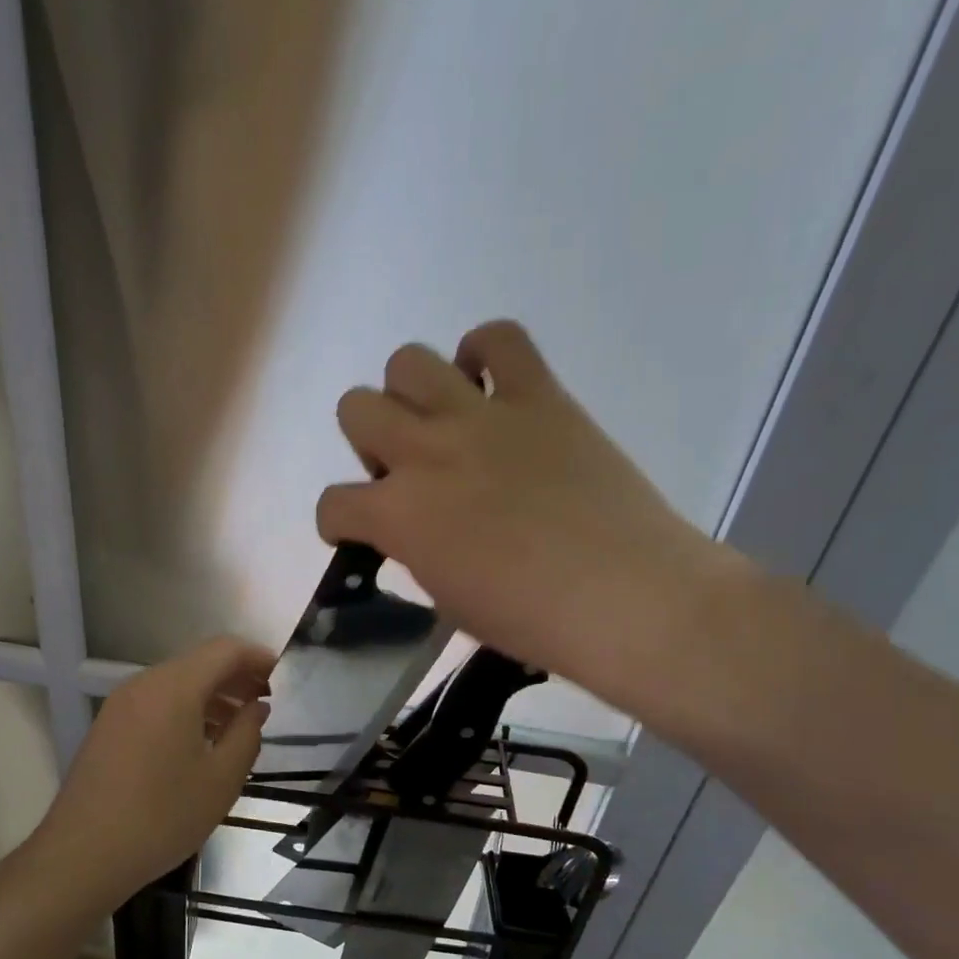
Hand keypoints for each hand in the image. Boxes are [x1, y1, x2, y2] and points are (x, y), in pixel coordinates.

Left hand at [36, 637, 273, 907]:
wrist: (83, 855)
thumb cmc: (162, 817)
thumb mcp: (221, 779)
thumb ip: (247, 733)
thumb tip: (256, 707)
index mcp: (174, 687)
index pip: (225, 650)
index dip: (258, 657)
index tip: (284, 676)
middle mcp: (144, 684)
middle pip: (199, 663)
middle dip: (236, 677)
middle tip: (266, 703)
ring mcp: (121, 704)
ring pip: (177, 683)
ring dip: (212, 695)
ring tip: (239, 726)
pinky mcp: (109, 726)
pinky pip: (157, 702)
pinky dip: (186, 709)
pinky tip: (201, 742)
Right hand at [315, 320, 739, 714]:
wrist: (625, 598)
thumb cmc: (531, 620)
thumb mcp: (447, 600)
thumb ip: (416, 552)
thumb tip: (416, 530)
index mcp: (397, 515)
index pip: (333, 503)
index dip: (339, 521)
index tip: (360, 532)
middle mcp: (424, 452)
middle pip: (355, 408)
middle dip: (369, 441)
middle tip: (406, 471)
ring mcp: (480, 417)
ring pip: (407, 361)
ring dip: (411, 393)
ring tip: (443, 423)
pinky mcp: (539, 396)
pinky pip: (500, 338)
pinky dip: (485, 353)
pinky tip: (491, 386)